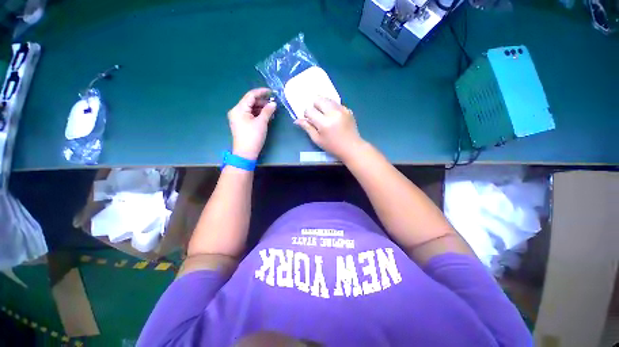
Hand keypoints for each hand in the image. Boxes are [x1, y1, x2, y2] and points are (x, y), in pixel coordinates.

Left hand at [228, 88, 276, 159]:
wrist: (245, 153)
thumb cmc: (253, 137)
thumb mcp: (262, 123)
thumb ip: (267, 111)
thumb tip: (273, 103)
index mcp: (239, 109)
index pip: (251, 95)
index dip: (261, 92)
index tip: (272, 92)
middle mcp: (236, 111)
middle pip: (250, 102)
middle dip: (262, 102)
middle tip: (274, 103)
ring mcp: (238, 118)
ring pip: (251, 109)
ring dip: (261, 108)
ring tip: (272, 110)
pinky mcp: (241, 124)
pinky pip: (250, 115)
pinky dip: (258, 114)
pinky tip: (266, 116)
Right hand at [295, 98, 363, 159]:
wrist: (351, 147)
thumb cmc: (332, 146)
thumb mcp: (317, 140)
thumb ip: (307, 128)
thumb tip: (297, 120)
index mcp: (324, 123)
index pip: (309, 110)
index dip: (307, 115)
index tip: (310, 121)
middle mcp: (333, 113)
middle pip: (318, 99)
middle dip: (315, 106)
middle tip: (318, 117)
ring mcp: (342, 110)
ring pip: (327, 99)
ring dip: (323, 105)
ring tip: (326, 116)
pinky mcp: (348, 109)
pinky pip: (336, 103)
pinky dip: (332, 108)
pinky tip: (334, 118)